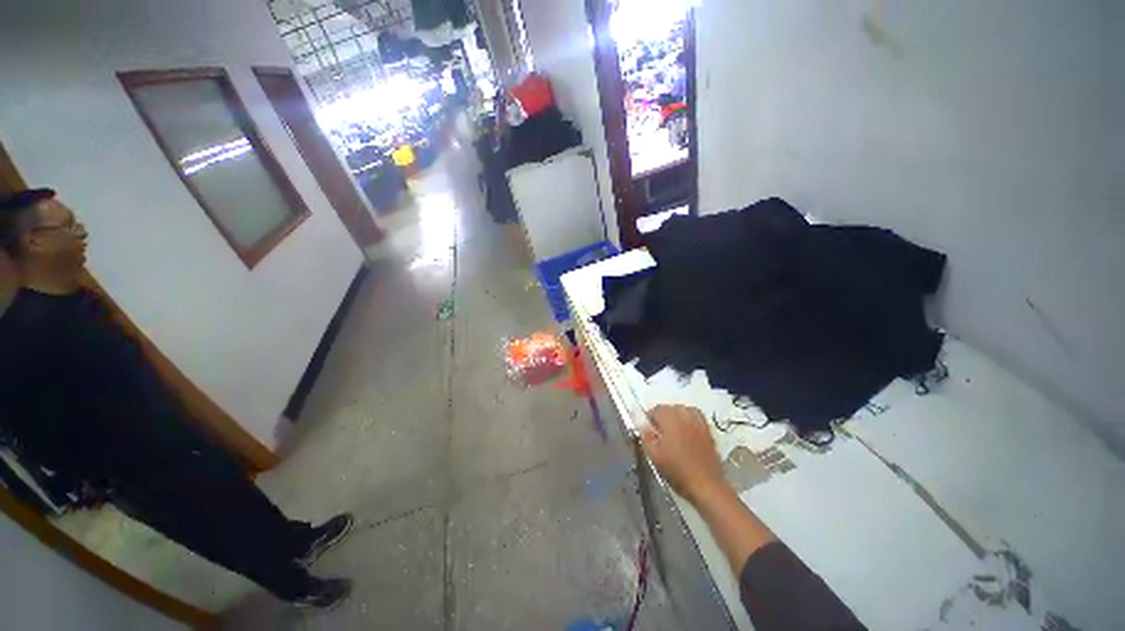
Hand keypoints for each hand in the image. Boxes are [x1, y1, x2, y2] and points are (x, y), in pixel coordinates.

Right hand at [641, 405, 728, 503]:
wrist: (706, 485)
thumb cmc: (677, 470)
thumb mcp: (654, 456)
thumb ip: (646, 437)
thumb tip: (644, 428)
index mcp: (669, 419)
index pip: (656, 410)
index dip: (649, 419)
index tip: (647, 430)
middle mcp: (684, 415)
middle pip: (670, 408)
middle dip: (663, 416)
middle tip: (658, 432)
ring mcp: (698, 422)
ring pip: (684, 410)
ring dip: (676, 415)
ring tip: (672, 429)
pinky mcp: (708, 430)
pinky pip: (696, 416)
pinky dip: (689, 418)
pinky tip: (686, 430)